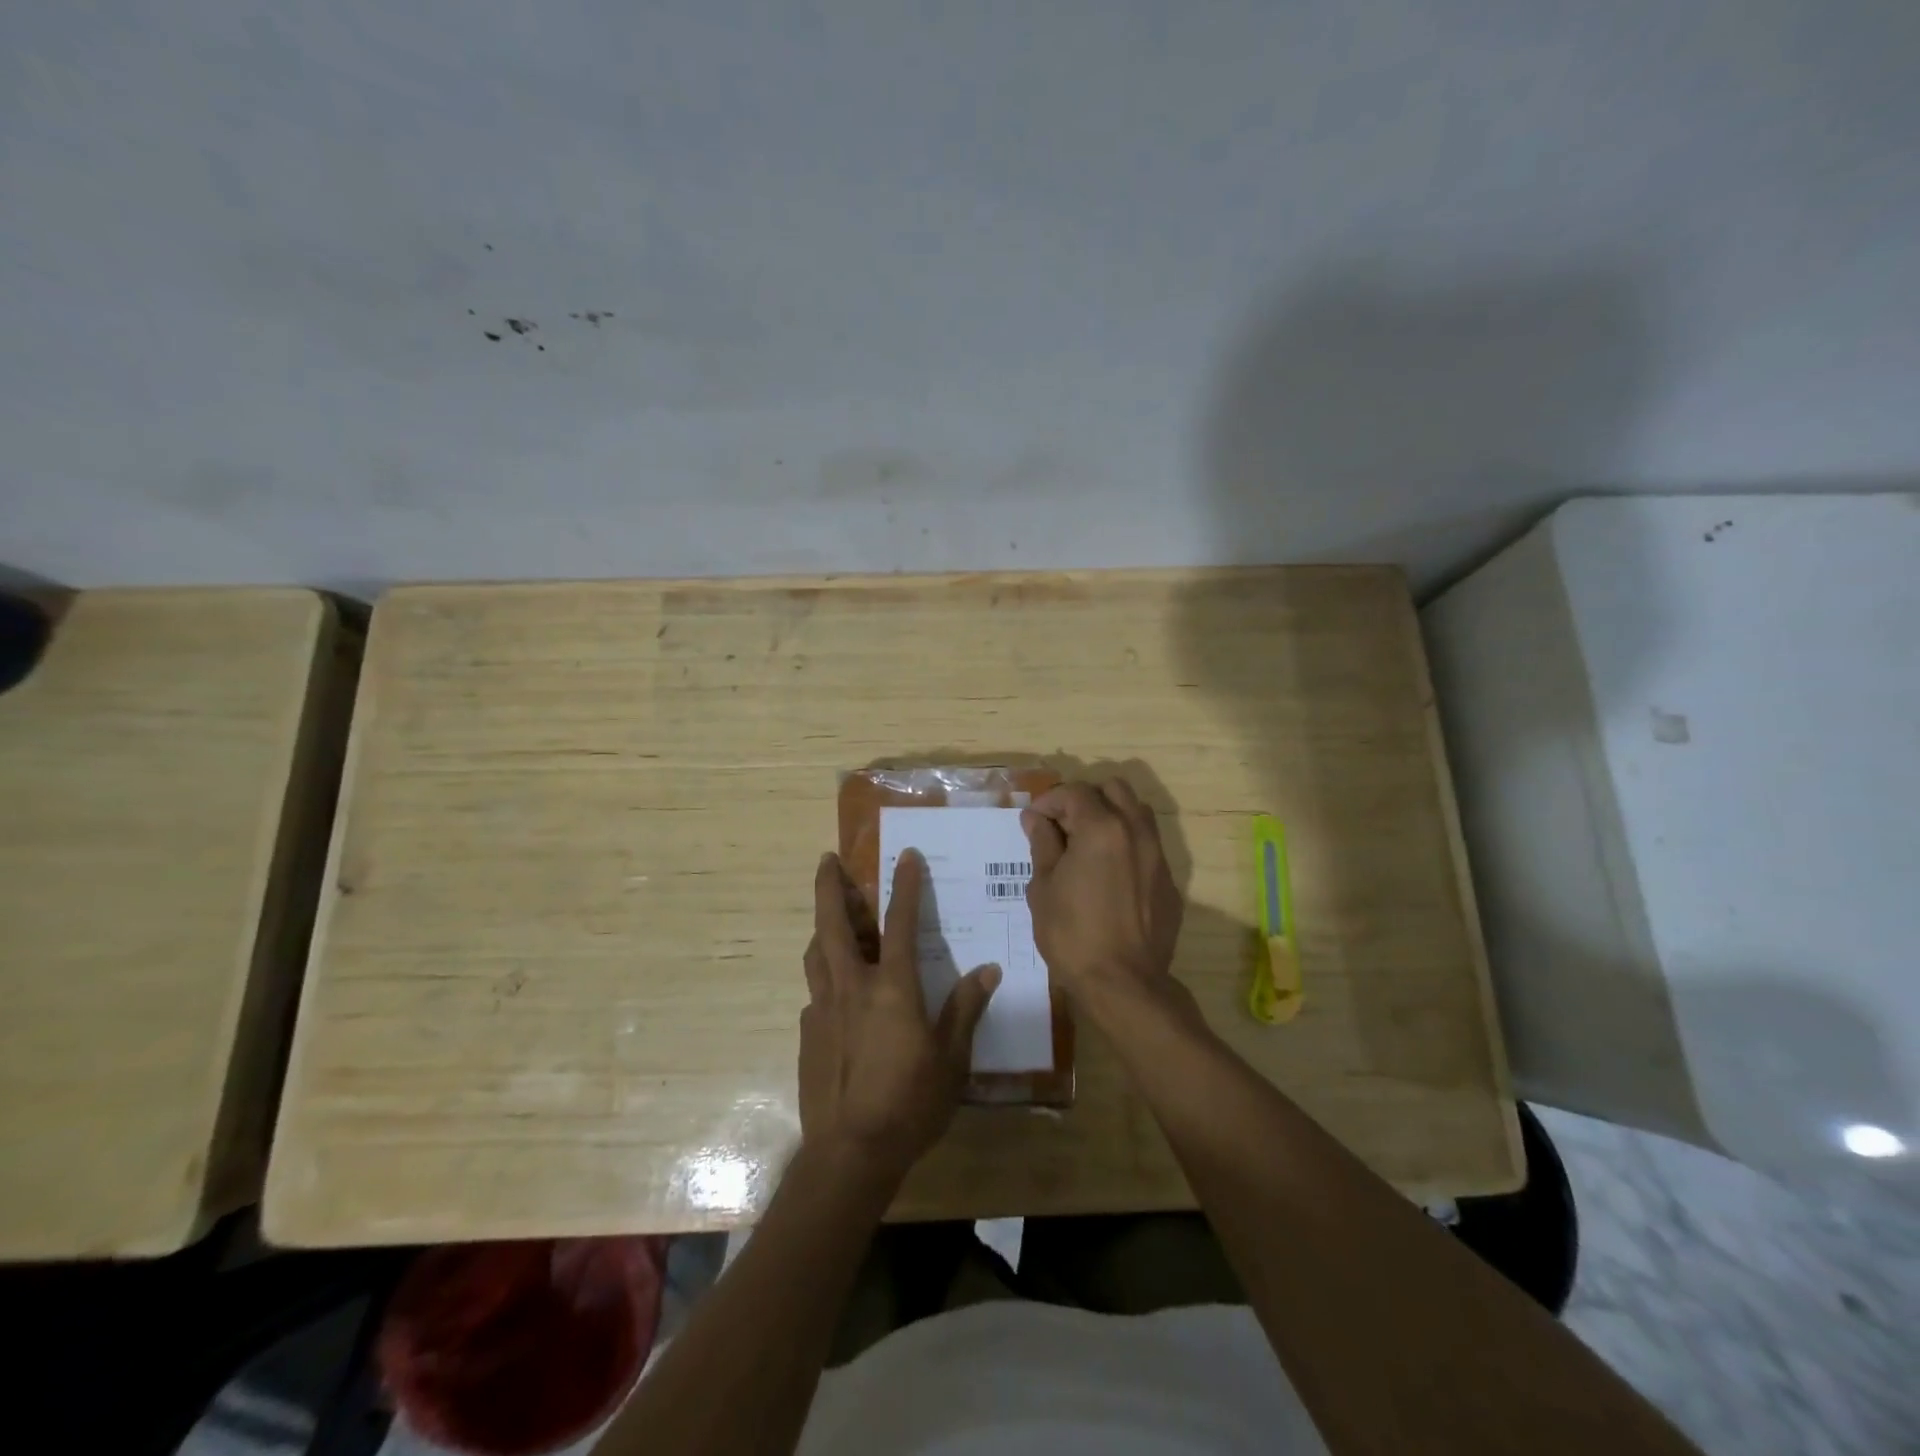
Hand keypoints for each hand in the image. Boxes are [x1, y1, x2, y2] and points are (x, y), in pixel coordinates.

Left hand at [798, 851, 999, 1180]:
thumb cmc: (910, 1103)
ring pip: (816, 953)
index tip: (904, 855)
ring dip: (823, 927)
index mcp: (892, 987)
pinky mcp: (807, 1033)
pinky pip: (816, 992)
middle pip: (834, 923)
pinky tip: (838, 995)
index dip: (904, 885)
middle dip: (830, 886)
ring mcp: (823, 1008)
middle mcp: (852, 986)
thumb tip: (988, 971)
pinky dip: (826, 978)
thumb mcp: (951, 1059)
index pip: (900, 922)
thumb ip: (965, 1009)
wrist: (850, 1154)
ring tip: (831, 918)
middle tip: (827, 860)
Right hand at [1022, 779, 1186, 1023]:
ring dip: (1110, 816)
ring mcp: (1158, 856)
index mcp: (1102, 828)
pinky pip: (1148, 846)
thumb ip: (1042, 845)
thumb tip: (1036, 819)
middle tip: (1062, 826)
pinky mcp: (1169, 881)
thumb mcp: (1044, 887)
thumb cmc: (1073, 935)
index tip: (1034, 821)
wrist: (1124, 984)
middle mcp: (1136, 831)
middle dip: (1085, 799)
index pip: (1075, 792)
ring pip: (1137, 813)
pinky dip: (1126, 846)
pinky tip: (1109, 876)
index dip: (1049, 800)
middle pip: (1114, 789)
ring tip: (1087, 845)